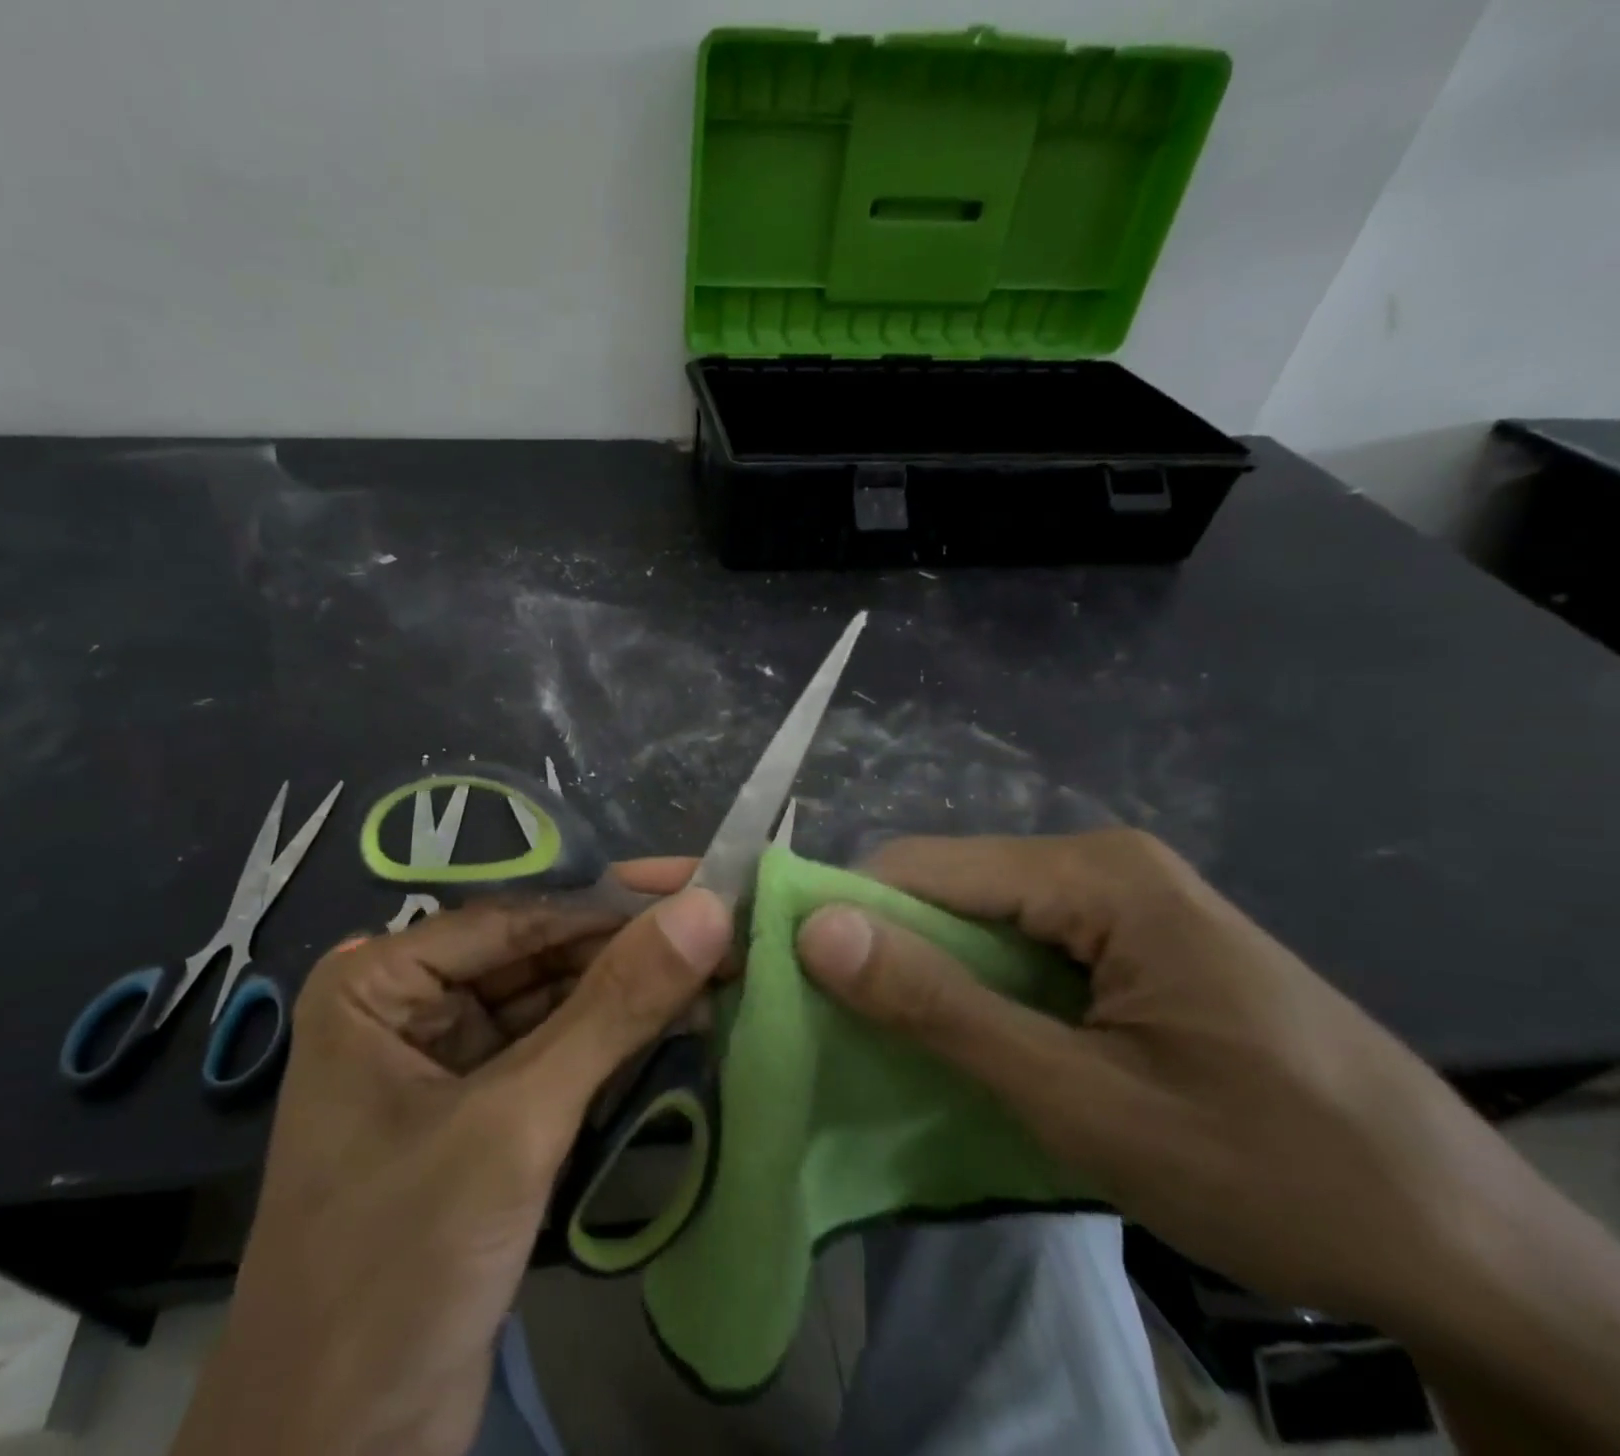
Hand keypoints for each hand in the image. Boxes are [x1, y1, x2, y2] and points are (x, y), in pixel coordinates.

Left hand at [174, 865, 731, 1455]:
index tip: (704, 888)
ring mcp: (444, 1065)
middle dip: (629, 953)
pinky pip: (556, 1059)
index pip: (518, 920)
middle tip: (728, 931)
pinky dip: (615, 1049)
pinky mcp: (479, 1119)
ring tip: (724, 972)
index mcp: (379, 982)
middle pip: (538, 960)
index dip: (615, 904)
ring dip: (631, 999)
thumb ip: (613, 1009)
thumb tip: (706, 910)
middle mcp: (407, 1007)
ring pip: (554, 1009)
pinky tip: (683, 1026)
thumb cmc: (400, 1266)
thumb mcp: (515, 1123)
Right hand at [796, 831, 1619, 1449]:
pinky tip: (976, 1043)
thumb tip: (816, 929)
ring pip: (979, 920)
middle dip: (893, 954)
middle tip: (848, 1033)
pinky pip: (1022, 947)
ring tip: (902, 1047)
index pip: (923, 867)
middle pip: (950, 888)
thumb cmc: (1271, 1170)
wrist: (1466, 1251)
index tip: (796, 983)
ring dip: (935, 980)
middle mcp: (1102, 863)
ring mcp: (1122, 900)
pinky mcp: (1132, 941)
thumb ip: (940, 1008)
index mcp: (1095, 875)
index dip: (851, 918)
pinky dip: (981, 992)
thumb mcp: (1081, 1100)